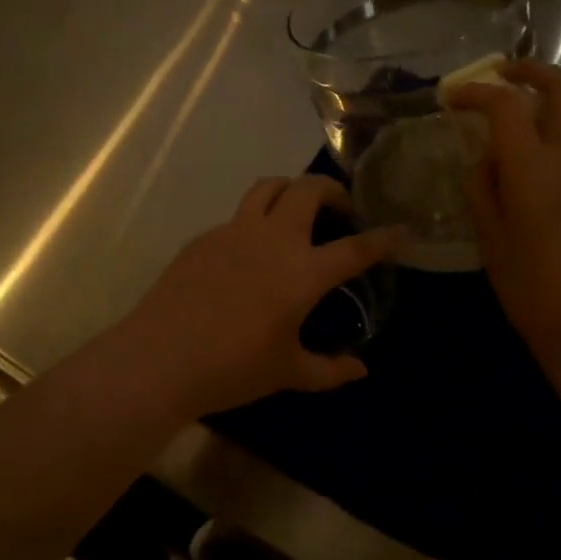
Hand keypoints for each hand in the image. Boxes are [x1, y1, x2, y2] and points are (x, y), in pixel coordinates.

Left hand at [115, 175, 400, 418]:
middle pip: (309, 189)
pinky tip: (252, 250)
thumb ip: (329, 370)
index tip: (399, 230)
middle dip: (333, 190)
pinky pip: (239, 214)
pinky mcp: (207, 236)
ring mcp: (236, 230)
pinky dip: (257, 219)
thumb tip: (360, 370)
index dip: (382, 238)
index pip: (354, 247)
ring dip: (292, 189)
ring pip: (270, 187)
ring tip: (298, 209)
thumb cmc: (232, 368)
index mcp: (303, 271)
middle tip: (341, 210)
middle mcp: (274, 239)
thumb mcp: (288, 373)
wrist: (161, 356)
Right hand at [448, 62, 560, 353]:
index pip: (505, 103)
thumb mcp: (487, 233)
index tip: (451, 99)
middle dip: (529, 71)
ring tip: (508, 116)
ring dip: (543, 99)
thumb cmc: (528, 281)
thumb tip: (485, 160)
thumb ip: (481, 184)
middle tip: (499, 74)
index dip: (475, 92)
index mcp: (533, 164)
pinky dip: (553, 127)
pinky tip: (527, 155)